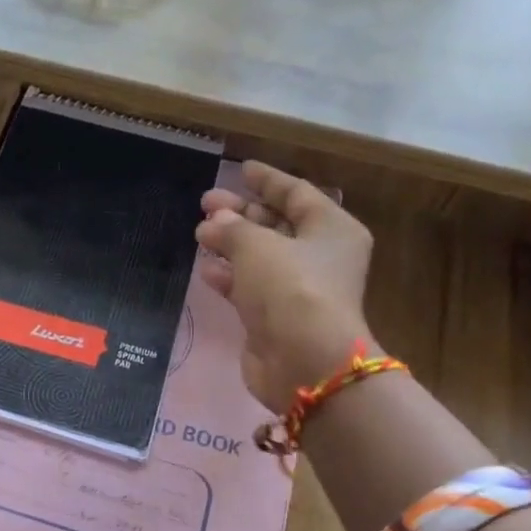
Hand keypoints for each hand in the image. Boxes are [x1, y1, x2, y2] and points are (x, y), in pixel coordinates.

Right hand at [196, 160, 375, 411]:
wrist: (304, 361)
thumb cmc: (290, 288)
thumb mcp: (257, 246)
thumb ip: (232, 228)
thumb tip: (214, 223)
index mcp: (331, 228)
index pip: (297, 193)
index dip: (268, 180)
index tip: (241, 169)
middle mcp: (320, 256)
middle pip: (277, 224)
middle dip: (240, 213)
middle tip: (205, 202)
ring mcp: (298, 289)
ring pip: (261, 256)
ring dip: (230, 244)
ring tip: (199, 233)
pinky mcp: (277, 318)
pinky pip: (250, 286)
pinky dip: (230, 276)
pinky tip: (206, 269)